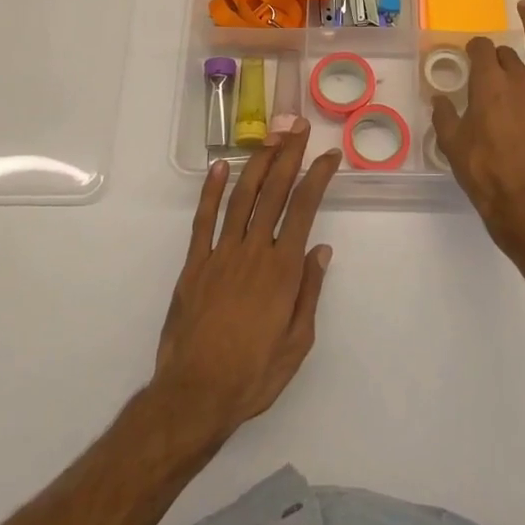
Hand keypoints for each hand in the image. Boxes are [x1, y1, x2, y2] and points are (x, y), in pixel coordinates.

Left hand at [155, 120, 337, 439]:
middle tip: (298, 128)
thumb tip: (321, 249)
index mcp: (282, 270)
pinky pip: (203, 220)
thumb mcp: (297, 343)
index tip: (329, 156)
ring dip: (257, 163)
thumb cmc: (253, 374)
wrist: (195, 396)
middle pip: (274, 192)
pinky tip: (218, 167)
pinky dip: (210, 191)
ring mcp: (220, 254)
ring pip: (241, 197)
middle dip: (289, 156)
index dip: (318, 177)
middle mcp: (253, 251)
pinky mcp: (194, 264)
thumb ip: (310, 292)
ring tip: (270, 137)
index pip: (304, 209)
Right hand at [434, 0, 524, 252]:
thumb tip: (440, 100)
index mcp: (488, 84)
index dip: (473, 49)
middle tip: (490, 67)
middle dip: (496, 54)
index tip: (469, 55)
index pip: (480, 50)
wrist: (523, 201)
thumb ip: (445, 115)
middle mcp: (518, 79)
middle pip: (506, 53)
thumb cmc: (483, 172)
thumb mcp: (452, 144)